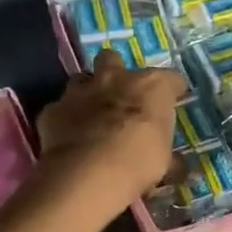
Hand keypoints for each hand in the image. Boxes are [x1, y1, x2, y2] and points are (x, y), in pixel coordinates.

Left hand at [35, 51, 188, 207]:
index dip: (172, 91)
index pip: (171, 79)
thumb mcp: (164, 163)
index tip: (173, 102)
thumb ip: (170, 158)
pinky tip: (69, 136)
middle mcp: (115, 78)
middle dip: (117, 73)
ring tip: (92, 114)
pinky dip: (65, 119)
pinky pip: (60, 108)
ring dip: (88, 92)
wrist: (88, 172)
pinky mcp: (53, 109)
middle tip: (121, 96)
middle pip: (114, 59)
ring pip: (82, 79)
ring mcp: (80, 91)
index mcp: (151, 86)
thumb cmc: (138, 162)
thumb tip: (178, 166)